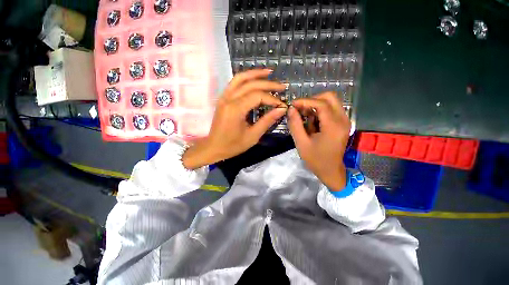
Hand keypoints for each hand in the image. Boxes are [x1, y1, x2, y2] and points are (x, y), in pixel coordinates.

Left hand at [183, 69, 286, 168]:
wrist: (213, 147)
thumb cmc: (233, 145)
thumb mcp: (252, 136)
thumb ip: (267, 121)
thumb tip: (281, 110)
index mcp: (235, 109)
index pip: (257, 96)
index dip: (272, 99)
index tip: (282, 105)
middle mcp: (228, 99)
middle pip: (250, 84)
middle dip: (268, 84)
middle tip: (282, 86)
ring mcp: (224, 97)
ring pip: (240, 78)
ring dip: (255, 74)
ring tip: (269, 73)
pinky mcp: (223, 98)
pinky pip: (234, 83)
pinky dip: (246, 78)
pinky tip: (254, 79)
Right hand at [287, 92, 350, 190]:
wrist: (331, 170)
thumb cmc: (315, 159)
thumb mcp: (301, 143)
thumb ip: (295, 125)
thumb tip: (291, 109)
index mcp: (333, 126)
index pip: (321, 104)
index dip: (305, 101)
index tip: (293, 104)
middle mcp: (343, 120)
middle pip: (330, 97)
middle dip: (312, 100)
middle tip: (300, 109)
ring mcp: (344, 121)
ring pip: (331, 102)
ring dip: (316, 106)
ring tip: (305, 117)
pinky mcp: (342, 123)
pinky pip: (331, 109)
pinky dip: (320, 111)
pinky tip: (312, 122)